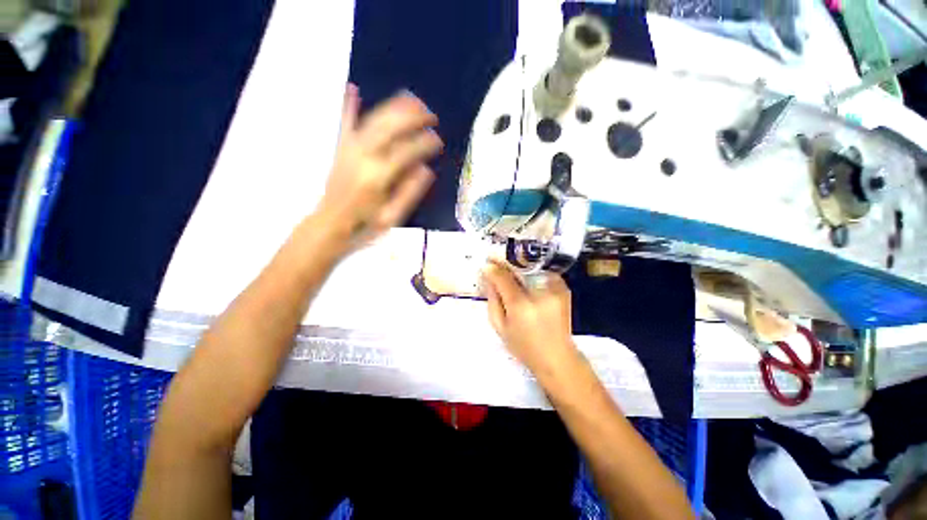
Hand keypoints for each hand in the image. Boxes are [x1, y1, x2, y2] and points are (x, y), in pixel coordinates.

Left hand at [317, 84, 442, 249]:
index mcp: (378, 176)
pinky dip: (349, 105)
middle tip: (431, 115)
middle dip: (412, 117)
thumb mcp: (393, 216)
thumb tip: (426, 169)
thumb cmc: (365, 224)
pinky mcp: (341, 149)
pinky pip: (345, 123)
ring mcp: (350, 149)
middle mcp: (364, 156)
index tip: (438, 140)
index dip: (424, 143)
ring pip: (373, 120)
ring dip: (393, 107)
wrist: (331, 224)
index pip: (406, 151)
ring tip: (411, 99)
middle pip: (390, 127)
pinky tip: (352, 87)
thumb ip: (410, 192)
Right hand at [481, 261, 579, 378]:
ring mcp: (554, 289)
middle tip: (496, 261)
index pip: (503, 277)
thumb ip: (492, 300)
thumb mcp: (500, 326)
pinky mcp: (564, 289)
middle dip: (506, 263)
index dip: (493, 268)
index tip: (487, 265)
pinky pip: (544, 272)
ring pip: (532, 266)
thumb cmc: (524, 346)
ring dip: (519, 266)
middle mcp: (539, 293)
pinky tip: (528, 280)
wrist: (557, 357)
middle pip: (518, 267)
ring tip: (512, 271)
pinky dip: (534, 272)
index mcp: (520, 305)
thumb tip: (489, 278)